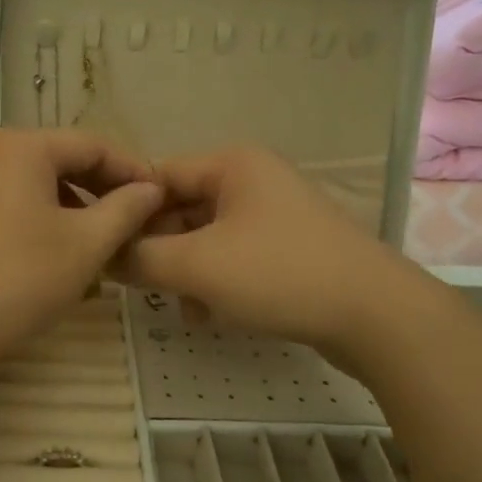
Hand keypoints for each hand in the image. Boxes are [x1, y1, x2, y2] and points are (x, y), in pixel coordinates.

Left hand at [0, 129, 163, 366]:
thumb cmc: (16, 279)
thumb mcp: (85, 245)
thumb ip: (125, 209)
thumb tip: (151, 187)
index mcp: (22, 146)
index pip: (93, 145)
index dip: (133, 170)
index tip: (162, 199)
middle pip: (60, 161)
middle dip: (101, 191)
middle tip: (135, 224)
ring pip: (33, 184)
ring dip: (71, 209)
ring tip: (98, 246)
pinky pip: (7, 202)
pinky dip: (38, 220)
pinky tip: (52, 256)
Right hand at [115, 146, 452, 369]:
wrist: (378, 317)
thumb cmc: (280, 274)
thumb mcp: (199, 266)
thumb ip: (141, 257)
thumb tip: (102, 254)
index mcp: (232, 164)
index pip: (158, 175)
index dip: (127, 210)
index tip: (104, 247)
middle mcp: (252, 180)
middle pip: (182, 207)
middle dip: (158, 247)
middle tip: (134, 283)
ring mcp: (274, 215)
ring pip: (206, 236)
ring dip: (184, 269)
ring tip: (177, 305)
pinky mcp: (289, 249)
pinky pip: (234, 257)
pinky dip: (215, 281)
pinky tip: (208, 315)